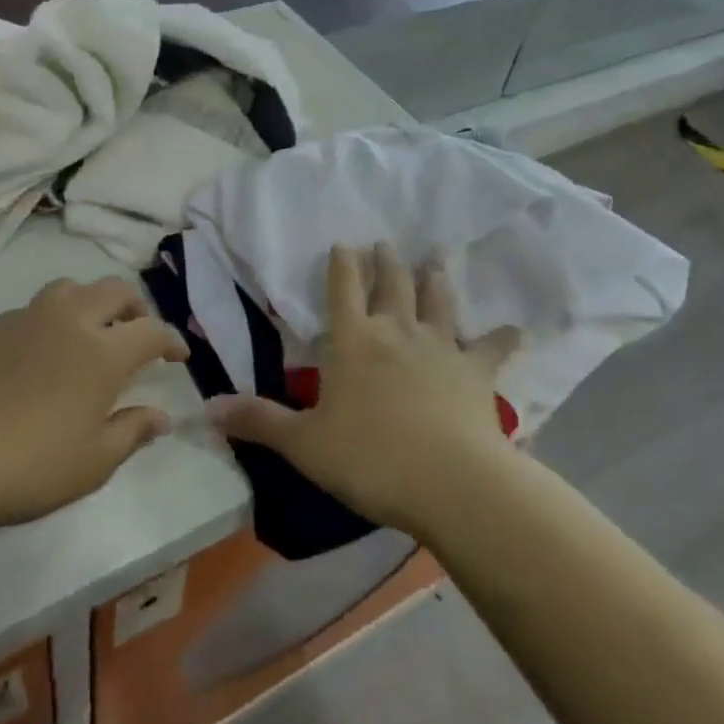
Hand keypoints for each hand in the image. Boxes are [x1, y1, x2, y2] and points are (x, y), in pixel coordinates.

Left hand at [0, 278, 188, 531]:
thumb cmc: (30, 465)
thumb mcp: (93, 461)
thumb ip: (132, 431)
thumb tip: (162, 417)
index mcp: (102, 351)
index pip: (151, 331)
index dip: (171, 340)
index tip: (178, 356)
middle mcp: (70, 320)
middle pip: (115, 290)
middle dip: (136, 307)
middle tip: (139, 332)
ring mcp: (28, 317)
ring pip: (71, 288)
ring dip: (92, 301)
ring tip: (91, 330)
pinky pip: (35, 308)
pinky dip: (54, 317)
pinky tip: (44, 349)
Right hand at [208, 243, 518, 536]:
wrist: (450, 481)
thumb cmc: (369, 458)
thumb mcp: (304, 444)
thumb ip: (259, 422)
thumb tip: (207, 409)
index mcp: (353, 340)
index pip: (343, 289)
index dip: (342, 264)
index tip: (344, 242)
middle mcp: (396, 331)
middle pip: (392, 284)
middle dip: (387, 261)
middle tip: (386, 242)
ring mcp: (440, 347)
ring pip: (438, 301)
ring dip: (436, 278)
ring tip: (436, 257)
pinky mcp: (476, 372)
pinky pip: (492, 348)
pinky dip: (503, 337)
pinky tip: (516, 328)